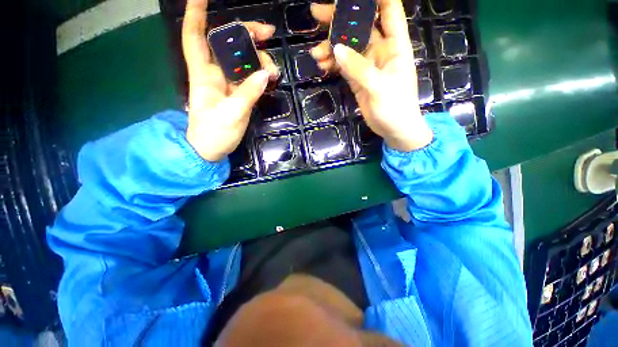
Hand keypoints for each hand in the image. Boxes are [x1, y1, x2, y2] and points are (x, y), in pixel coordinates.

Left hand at [182, 0, 279, 161]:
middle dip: (245, 32)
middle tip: (267, 33)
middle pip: (226, 43)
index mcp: (203, 74)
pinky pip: (249, 76)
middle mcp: (213, 73)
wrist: (211, 150)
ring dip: (258, 58)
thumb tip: (264, 73)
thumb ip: (248, 94)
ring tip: (273, 70)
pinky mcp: (237, 93)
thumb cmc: (214, 133)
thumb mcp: (232, 115)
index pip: (194, 36)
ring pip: (241, 59)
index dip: (196, 13)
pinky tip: (270, 77)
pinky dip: (260, 73)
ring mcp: (227, 83)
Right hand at [310, 0, 432, 151]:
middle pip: (360, 26)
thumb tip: (336, 49)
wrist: (394, 130)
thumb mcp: (378, 87)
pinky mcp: (358, 79)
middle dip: (340, 20)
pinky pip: (343, 65)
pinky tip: (323, 66)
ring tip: (316, 54)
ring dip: (331, 48)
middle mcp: (381, 50)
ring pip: (347, 47)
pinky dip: (333, 64)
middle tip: (317, 14)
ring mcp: (367, 65)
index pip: (389, 10)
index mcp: (395, 45)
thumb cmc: (395, 108)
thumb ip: (358, 68)